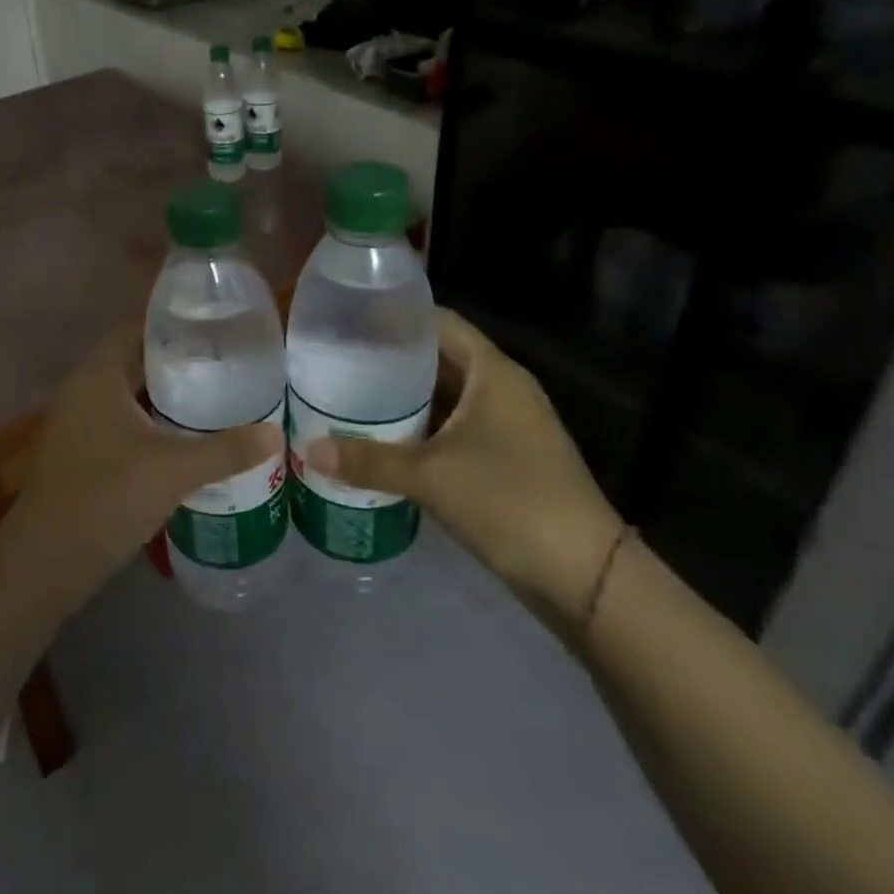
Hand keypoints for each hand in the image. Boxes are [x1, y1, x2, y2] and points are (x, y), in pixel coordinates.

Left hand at [0, 326, 284, 604]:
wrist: (47, 560)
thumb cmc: (107, 495)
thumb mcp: (174, 470)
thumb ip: (227, 450)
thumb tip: (276, 435)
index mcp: (99, 375)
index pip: (138, 329)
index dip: (175, 325)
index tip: (217, 329)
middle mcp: (84, 390)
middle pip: (136, 362)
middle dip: (179, 364)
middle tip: (227, 366)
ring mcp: (79, 423)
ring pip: (130, 397)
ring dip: (166, 398)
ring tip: (216, 399)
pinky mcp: (82, 453)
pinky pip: (122, 424)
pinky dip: (152, 425)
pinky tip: (185, 441)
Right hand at [303, 308, 622, 643]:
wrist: (585, 575)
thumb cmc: (508, 501)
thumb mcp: (430, 476)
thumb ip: (367, 461)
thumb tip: (307, 451)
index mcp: (492, 372)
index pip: (439, 323)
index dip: (396, 317)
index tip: (350, 321)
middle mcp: (503, 389)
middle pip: (440, 359)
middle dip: (391, 362)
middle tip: (338, 364)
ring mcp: (509, 425)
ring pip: (447, 398)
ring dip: (405, 401)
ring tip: (350, 399)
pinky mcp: (508, 459)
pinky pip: (455, 429)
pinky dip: (422, 431)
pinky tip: (385, 443)